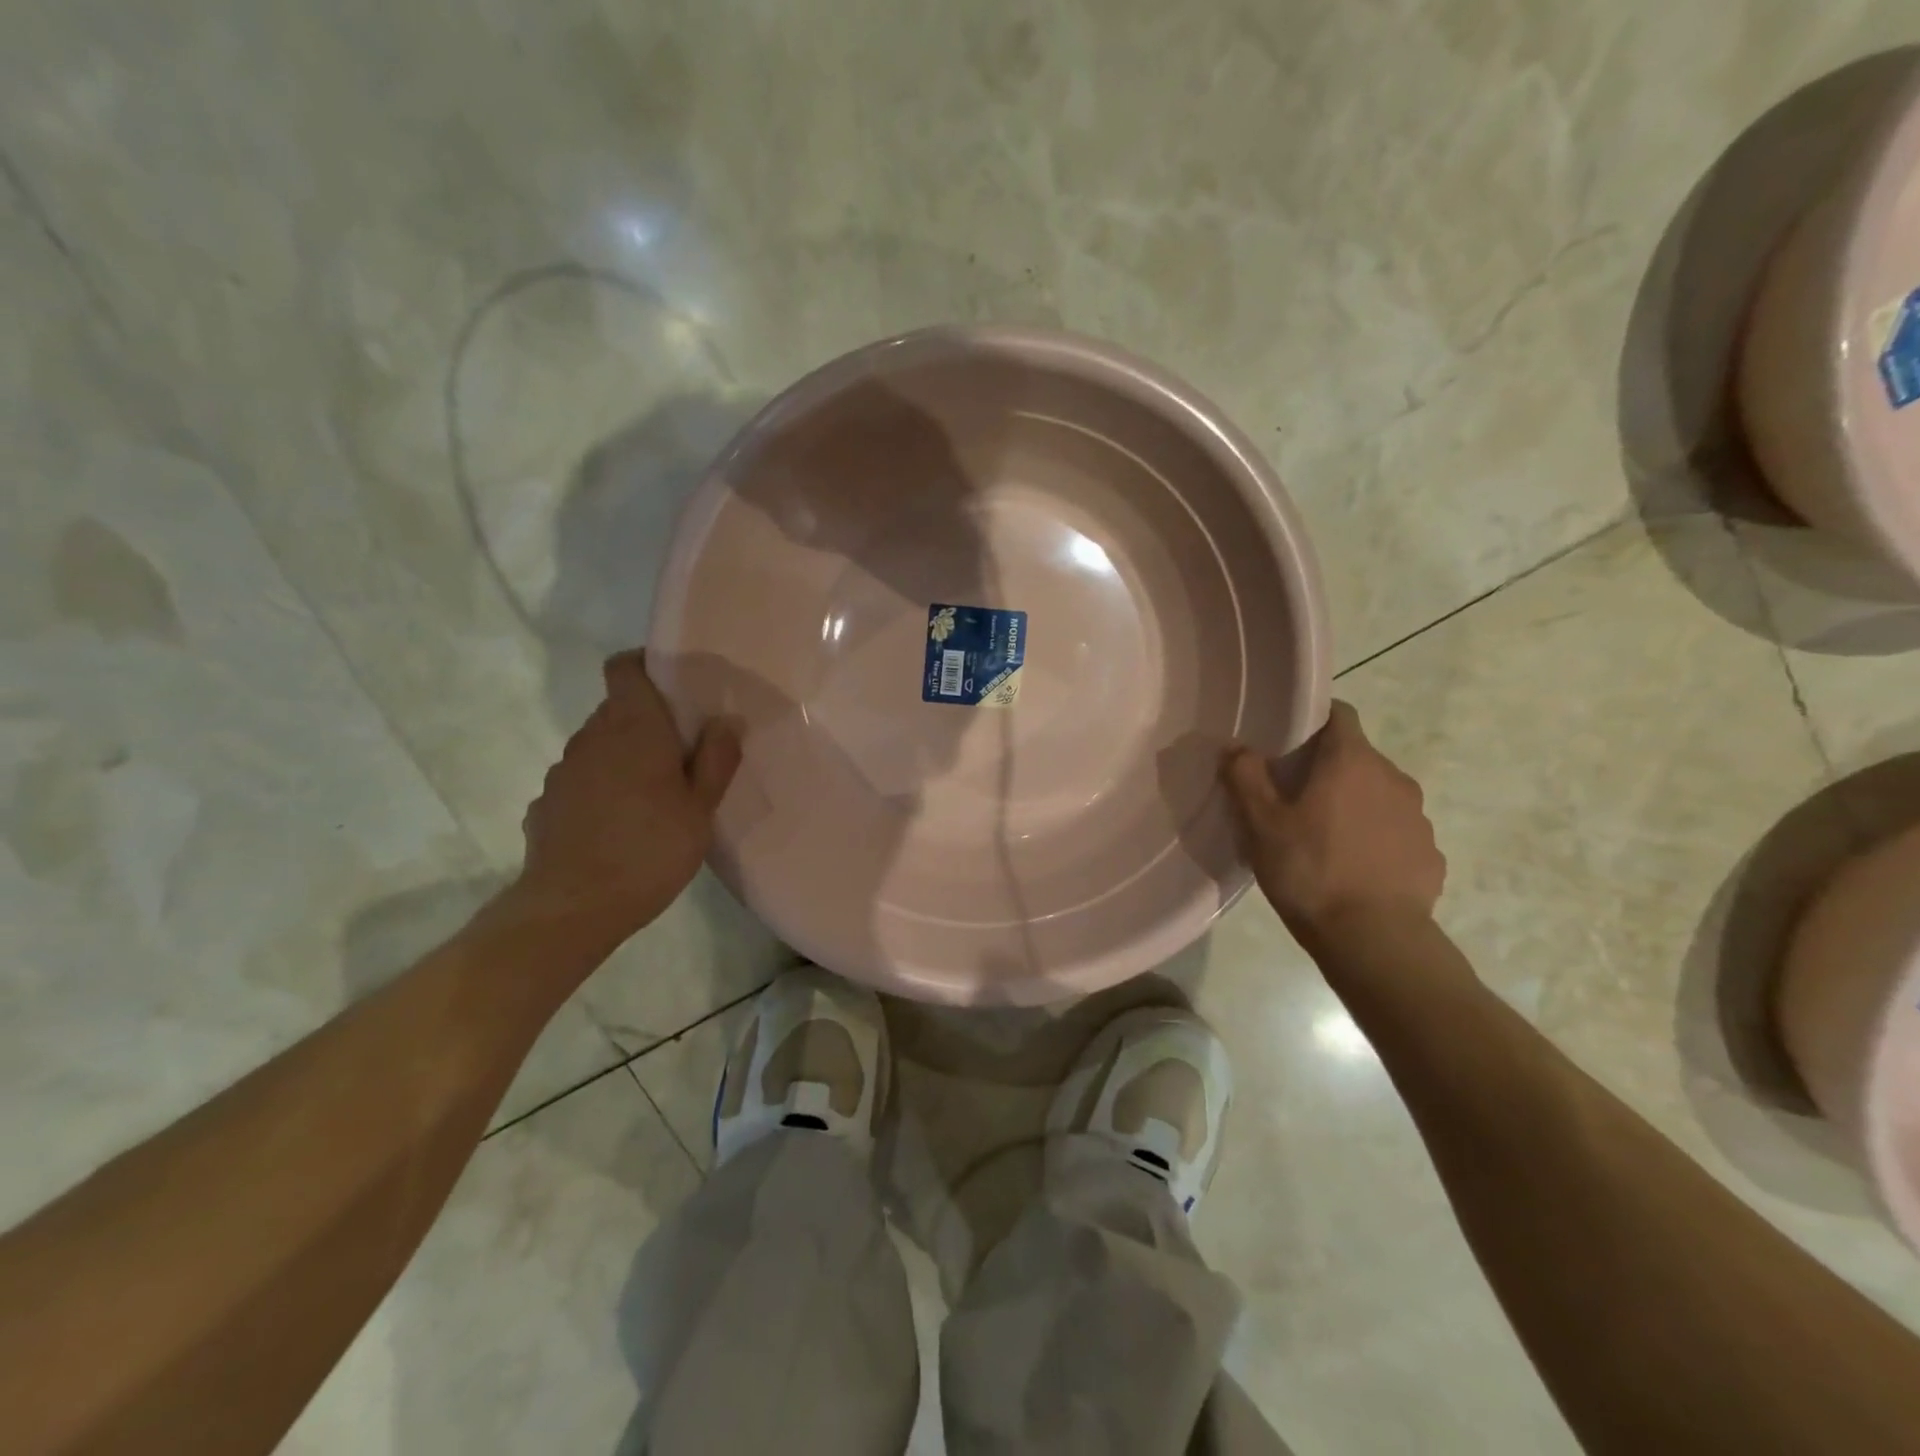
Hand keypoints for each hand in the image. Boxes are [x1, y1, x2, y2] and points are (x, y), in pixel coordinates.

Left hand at [510, 650, 740, 944]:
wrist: (573, 908)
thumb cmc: (650, 850)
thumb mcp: (700, 808)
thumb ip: (716, 758)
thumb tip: (726, 719)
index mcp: (634, 728)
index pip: (624, 667)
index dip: (645, 666)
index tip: (672, 687)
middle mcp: (591, 738)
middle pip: (617, 709)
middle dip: (647, 722)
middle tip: (681, 755)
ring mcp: (563, 771)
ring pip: (598, 746)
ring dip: (623, 758)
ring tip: (651, 797)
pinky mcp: (546, 804)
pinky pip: (580, 781)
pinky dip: (600, 790)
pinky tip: (617, 826)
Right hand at [1223, 701, 1444, 942]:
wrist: (1374, 940)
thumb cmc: (1310, 870)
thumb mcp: (1261, 824)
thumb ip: (1245, 777)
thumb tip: (1236, 747)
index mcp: (1352, 761)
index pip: (1339, 714)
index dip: (1313, 721)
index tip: (1287, 742)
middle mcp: (1393, 779)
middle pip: (1357, 757)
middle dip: (1327, 770)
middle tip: (1292, 799)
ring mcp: (1418, 818)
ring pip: (1378, 796)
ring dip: (1353, 806)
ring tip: (1323, 839)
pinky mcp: (1430, 855)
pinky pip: (1396, 834)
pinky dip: (1375, 840)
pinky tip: (1353, 869)